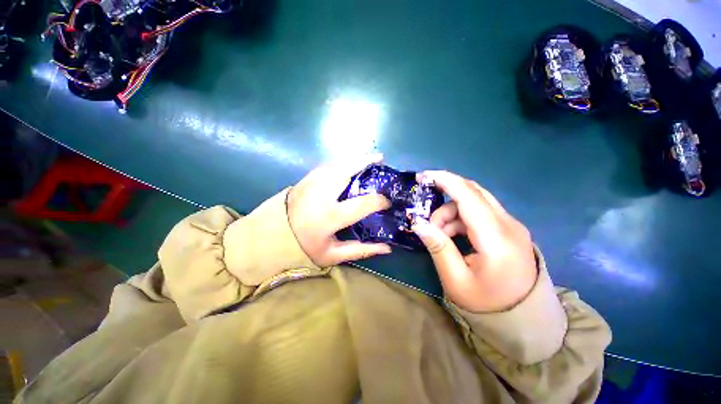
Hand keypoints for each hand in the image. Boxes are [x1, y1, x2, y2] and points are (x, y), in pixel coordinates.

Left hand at [287, 154, 391, 266]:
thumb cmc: (303, 248)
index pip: (361, 204)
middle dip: (365, 162)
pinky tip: (350, 162)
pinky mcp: (305, 179)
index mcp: (329, 217)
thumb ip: (361, 250)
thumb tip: (387, 248)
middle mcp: (321, 195)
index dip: (379, 201)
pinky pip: (328, 165)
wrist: (270, 236)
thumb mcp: (332, 255)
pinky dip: (342, 161)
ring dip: (354, 158)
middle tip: (381, 158)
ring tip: (369, 157)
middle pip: (346, 171)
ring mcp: (311, 183)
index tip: (388, 201)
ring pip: (337, 164)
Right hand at [412, 171, 536, 312]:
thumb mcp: (455, 280)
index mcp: (497, 239)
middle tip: (425, 207)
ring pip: (474, 201)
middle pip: (474, 192)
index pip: (469, 197)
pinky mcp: (508, 229)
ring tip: (438, 233)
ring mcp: (511, 225)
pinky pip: (479, 212)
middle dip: (445, 192)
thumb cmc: (487, 304)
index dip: (445, 181)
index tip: (423, 176)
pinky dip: (460, 218)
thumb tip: (418, 223)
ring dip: (450, 211)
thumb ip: (438, 247)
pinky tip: (452, 235)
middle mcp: (509, 225)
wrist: (523, 318)